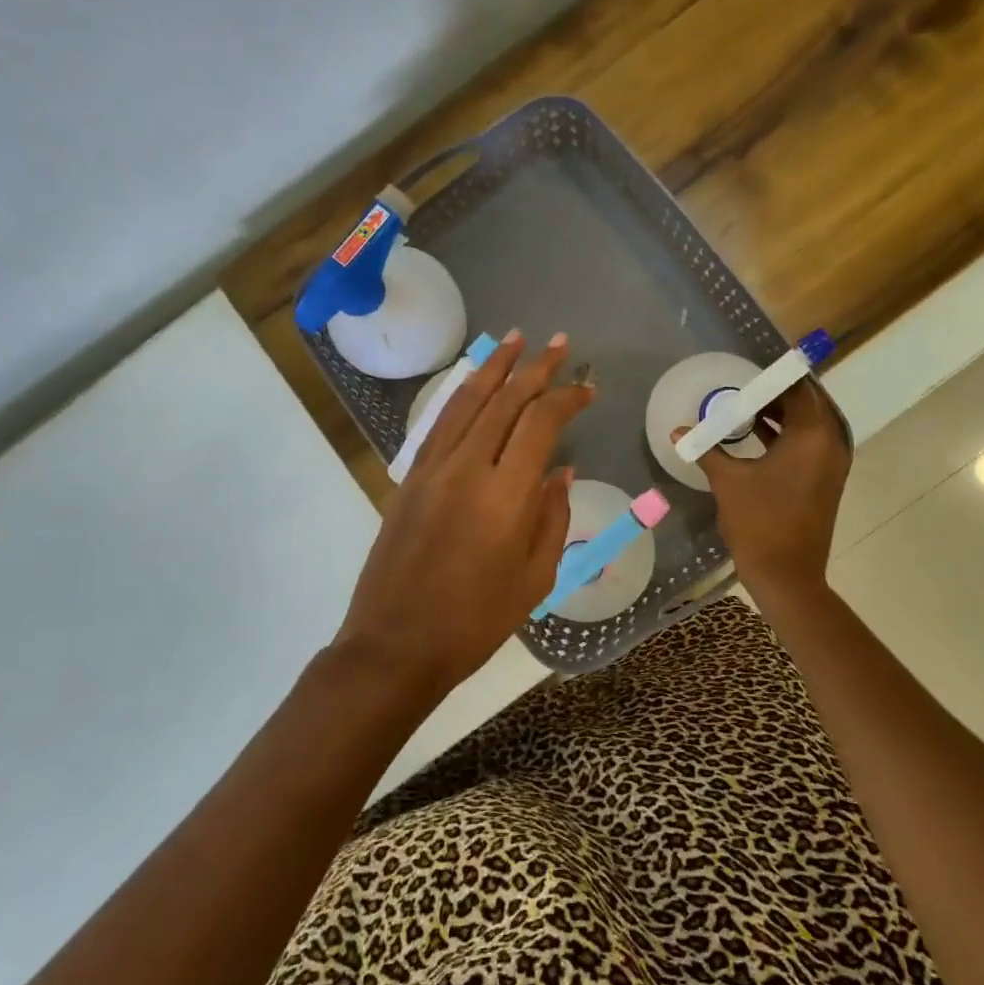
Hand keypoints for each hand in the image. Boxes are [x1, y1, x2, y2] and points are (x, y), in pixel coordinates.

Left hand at [335, 332, 592, 697]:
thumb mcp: (534, 577)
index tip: (587, 388)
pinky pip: (440, 423)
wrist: (396, 645)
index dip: (567, 398)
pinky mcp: (410, 478)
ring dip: (494, 367)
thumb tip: (560, 471)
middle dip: (536, 368)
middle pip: (505, 401)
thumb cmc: (476, 621)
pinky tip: (473, 383)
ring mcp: (432, 469)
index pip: (541, 423)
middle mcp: (467, 467)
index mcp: (505, 495)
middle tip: (559, 344)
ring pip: (467, 401)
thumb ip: (552, 516)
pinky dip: (461, 394)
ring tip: (515, 340)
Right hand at [674, 379, 849, 597]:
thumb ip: (706, 448)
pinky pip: (810, 441)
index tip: (746, 368)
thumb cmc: (758, 522)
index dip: (773, 376)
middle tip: (743, 384)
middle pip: (807, 401)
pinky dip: (787, 432)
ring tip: (744, 404)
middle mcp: (831, 442)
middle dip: (776, 391)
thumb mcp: (728, 480)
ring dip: (781, 412)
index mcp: (812, 434)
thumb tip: (678, 431)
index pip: (798, 387)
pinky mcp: (826, 478)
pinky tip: (755, 430)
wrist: (787, 575)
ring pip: (810, 422)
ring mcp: (832, 462)